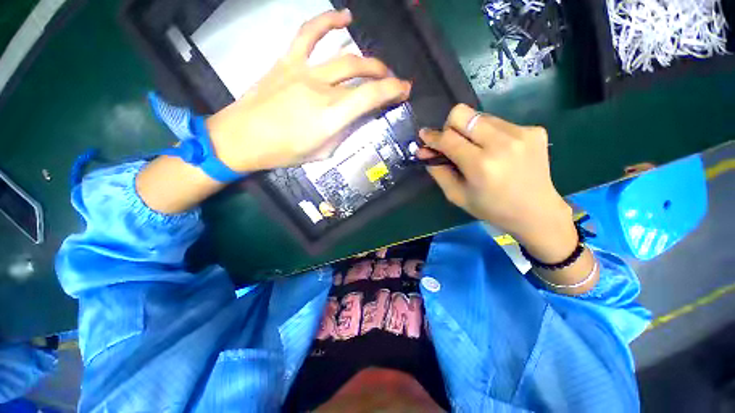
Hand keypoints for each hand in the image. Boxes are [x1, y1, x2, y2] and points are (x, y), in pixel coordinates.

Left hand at [205, 9, 411, 172]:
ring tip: (376, 65)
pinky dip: (328, 22)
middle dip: (383, 77)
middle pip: (361, 73)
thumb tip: (352, 120)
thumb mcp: (321, 153)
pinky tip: (344, 17)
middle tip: (391, 83)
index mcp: (330, 116)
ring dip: (366, 60)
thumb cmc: (283, 152)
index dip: (392, 91)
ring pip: (344, 57)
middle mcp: (321, 90)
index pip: (370, 97)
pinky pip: (309, 33)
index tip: (404, 90)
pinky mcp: (287, 62)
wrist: (242, 138)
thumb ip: (340, 134)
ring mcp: (303, 71)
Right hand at [417, 104, 573, 255]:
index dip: (432, 136)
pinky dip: (489, 134)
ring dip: (470, 131)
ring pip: (480, 116)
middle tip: (452, 143)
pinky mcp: (535, 130)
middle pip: (463, 113)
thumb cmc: (491, 208)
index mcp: (481, 165)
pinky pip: (499, 122)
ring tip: (477, 150)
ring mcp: (522, 133)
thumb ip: (438, 171)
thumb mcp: (456, 195)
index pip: (448, 138)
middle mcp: (502, 143)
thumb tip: (424, 151)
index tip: (424, 135)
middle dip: (450, 126)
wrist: (536, 212)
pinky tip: (497, 151)